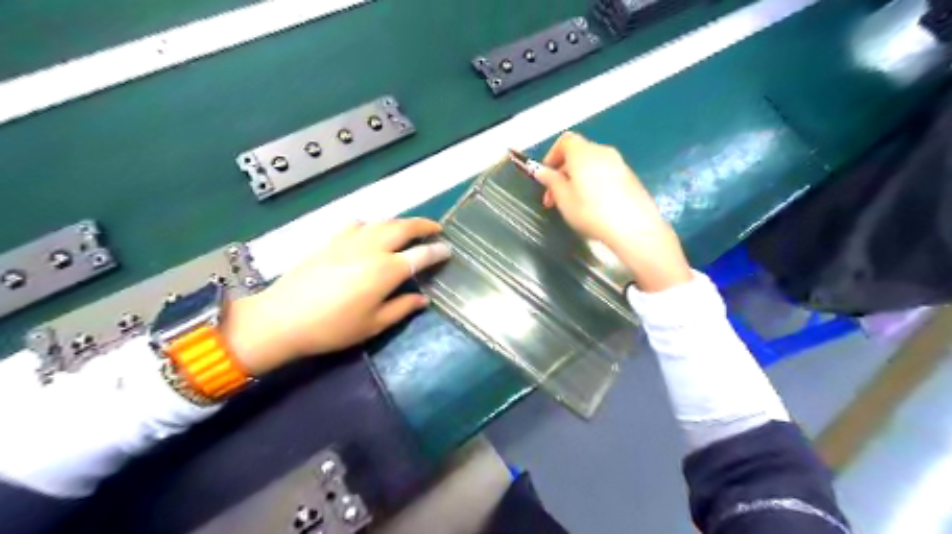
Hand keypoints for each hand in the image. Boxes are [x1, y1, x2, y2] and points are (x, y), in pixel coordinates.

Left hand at [220, 219, 450, 372]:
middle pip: (403, 227)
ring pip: (382, 222)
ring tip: (409, 229)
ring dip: (400, 222)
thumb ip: (402, 308)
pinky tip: (370, 232)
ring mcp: (349, 241)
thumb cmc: (333, 327)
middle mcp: (372, 248)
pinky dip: (371, 225)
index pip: (420, 255)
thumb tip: (423, 299)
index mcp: (386, 270)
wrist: (282, 318)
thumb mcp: (373, 324)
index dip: (437, 251)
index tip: (448, 250)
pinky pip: (357, 224)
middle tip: (436, 228)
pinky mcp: (330, 240)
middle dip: (423, 224)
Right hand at [532, 131, 687, 292]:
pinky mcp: (630, 177)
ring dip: (577, 179)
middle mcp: (603, 152)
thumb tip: (540, 170)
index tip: (545, 177)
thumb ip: (551, 181)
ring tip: (572, 204)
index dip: (551, 156)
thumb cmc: (591, 212)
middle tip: (553, 198)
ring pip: (591, 165)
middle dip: (562, 172)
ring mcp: (619, 164)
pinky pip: (605, 174)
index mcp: (584, 153)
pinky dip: (593, 183)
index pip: (565, 141)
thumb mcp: (564, 199)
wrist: (633, 228)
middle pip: (578, 153)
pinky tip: (593, 206)